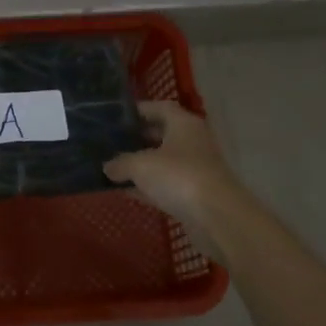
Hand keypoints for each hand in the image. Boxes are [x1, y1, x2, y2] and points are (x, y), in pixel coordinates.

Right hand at [105, 101, 245, 231]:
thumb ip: (121, 163)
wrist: (217, 218)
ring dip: (141, 165)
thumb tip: (107, 167)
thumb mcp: (141, 165)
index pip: (160, 108)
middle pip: (162, 134)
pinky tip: (126, 191)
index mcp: (184, 124)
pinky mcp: (194, 194)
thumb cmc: (179, 177)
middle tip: (111, 142)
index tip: (117, 116)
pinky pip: (166, 185)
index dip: (139, 110)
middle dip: (137, 138)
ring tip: (113, 167)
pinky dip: (148, 187)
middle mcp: (192, 142)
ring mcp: (195, 169)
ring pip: (163, 162)